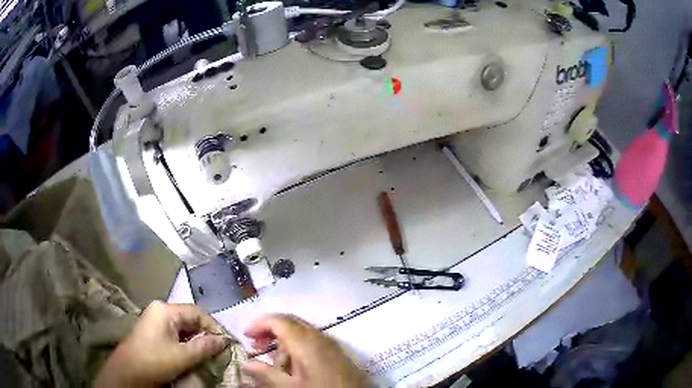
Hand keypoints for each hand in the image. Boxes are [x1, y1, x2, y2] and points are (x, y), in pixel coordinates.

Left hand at [96, 301, 229, 386]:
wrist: (127, 373)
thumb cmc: (154, 361)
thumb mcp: (182, 356)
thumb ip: (204, 346)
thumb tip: (224, 340)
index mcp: (165, 310)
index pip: (197, 312)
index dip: (213, 327)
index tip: (225, 344)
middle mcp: (160, 311)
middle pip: (189, 319)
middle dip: (205, 335)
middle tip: (218, 351)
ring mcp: (155, 321)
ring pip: (183, 328)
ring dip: (196, 341)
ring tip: (208, 355)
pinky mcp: (153, 332)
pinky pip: (175, 334)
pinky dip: (186, 344)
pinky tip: (192, 356)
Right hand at [243, 314, 369, 387]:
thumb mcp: (289, 386)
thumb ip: (266, 373)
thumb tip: (246, 364)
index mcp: (305, 341)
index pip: (278, 320)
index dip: (259, 324)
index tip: (246, 335)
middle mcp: (319, 336)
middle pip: (290, 323)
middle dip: (270, 331)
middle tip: (256, 346)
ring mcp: (330, 343)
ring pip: (301, 333)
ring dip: (284, 342)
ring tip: (275, 363)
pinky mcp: (337, 352)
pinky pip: (313, 342)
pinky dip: (298, 348)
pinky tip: (294, 366)